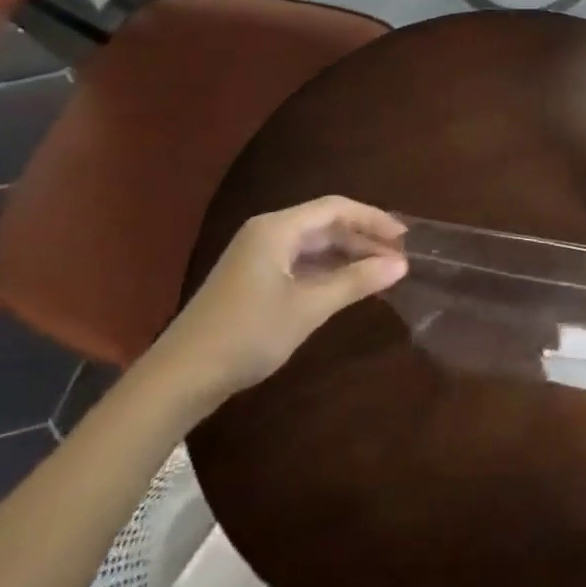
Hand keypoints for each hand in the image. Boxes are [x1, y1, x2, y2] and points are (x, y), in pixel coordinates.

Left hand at [149, 197, 408, 406]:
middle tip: (398, 259)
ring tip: (381, 272)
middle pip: (325, 223)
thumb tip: (401, 264)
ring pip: (314, 244)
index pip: (336, 208)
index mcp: (277, 229)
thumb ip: (356, 282)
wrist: (180, 378)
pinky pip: (301, 262)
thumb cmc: (247, 334)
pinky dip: (328, 270)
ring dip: (348, 255)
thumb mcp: (308, 308)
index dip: (374, 219)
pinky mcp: (254, 278)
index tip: (405, 238)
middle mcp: (267, 233)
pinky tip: (348, 286)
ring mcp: (258, 256)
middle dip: (363, 238)